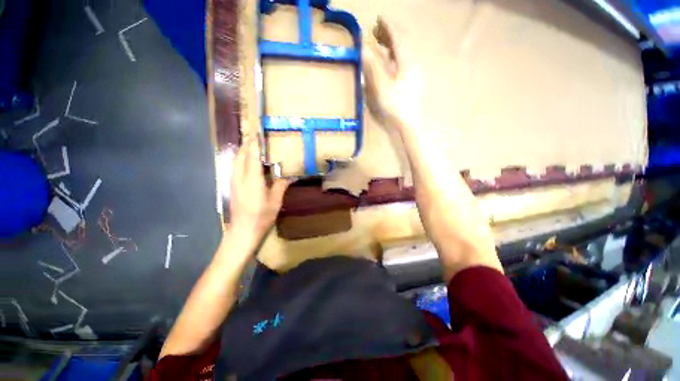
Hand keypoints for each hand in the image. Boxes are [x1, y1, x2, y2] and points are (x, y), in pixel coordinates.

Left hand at [228, 136, 289, 245]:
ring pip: (236, 161)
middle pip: (241, 155)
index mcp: (252, 180)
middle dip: (247, 144)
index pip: (252, 157)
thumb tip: (291, 174)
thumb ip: (281, 185)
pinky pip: (235, 167)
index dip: (255, 144)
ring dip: (243, 151)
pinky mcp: (232, 187)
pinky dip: (241, 160)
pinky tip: (248, 162)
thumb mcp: (275, 201)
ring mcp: (234, 182)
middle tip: (256, 136)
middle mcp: (240, 177)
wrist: (243, 231)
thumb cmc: (261, 216)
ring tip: (252, 146)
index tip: (258, 133)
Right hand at [362, 17, 422, 131]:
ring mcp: (415, 71)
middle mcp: (413, 62)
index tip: (379, 18)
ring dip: (392, 43)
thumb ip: (373, 67)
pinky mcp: (414, 79)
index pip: (398, 37)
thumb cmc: (395, 106)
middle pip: (403, 41)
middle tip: (376, 29)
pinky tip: (390, 59)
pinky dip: (396, 54)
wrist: (409, 122)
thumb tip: (364, 48)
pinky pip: (405, 59)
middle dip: (390, 33)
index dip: (388, 26)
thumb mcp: (381, 88)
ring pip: (404, 51)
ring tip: (380, 41)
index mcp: (407, 62)